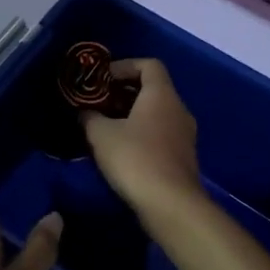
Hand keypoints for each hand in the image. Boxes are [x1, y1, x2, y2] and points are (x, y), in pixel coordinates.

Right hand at [81, 59, 204, 221]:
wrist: (170, 204)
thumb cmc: (135, 159)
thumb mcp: (101, 135)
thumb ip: (90, 117)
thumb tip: (85, 111)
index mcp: (161, 95)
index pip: (148, 65)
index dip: (124, 66)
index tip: (101, 79)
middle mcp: (178, 109)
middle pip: (152, 89)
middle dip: (123, 93)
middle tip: (98, 103)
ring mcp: (184, 134)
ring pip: (156, 114)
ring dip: (131, 116)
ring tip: (105, 127)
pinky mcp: (183, 157)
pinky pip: (160, 134)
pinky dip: (141, 134)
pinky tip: (121, 151)